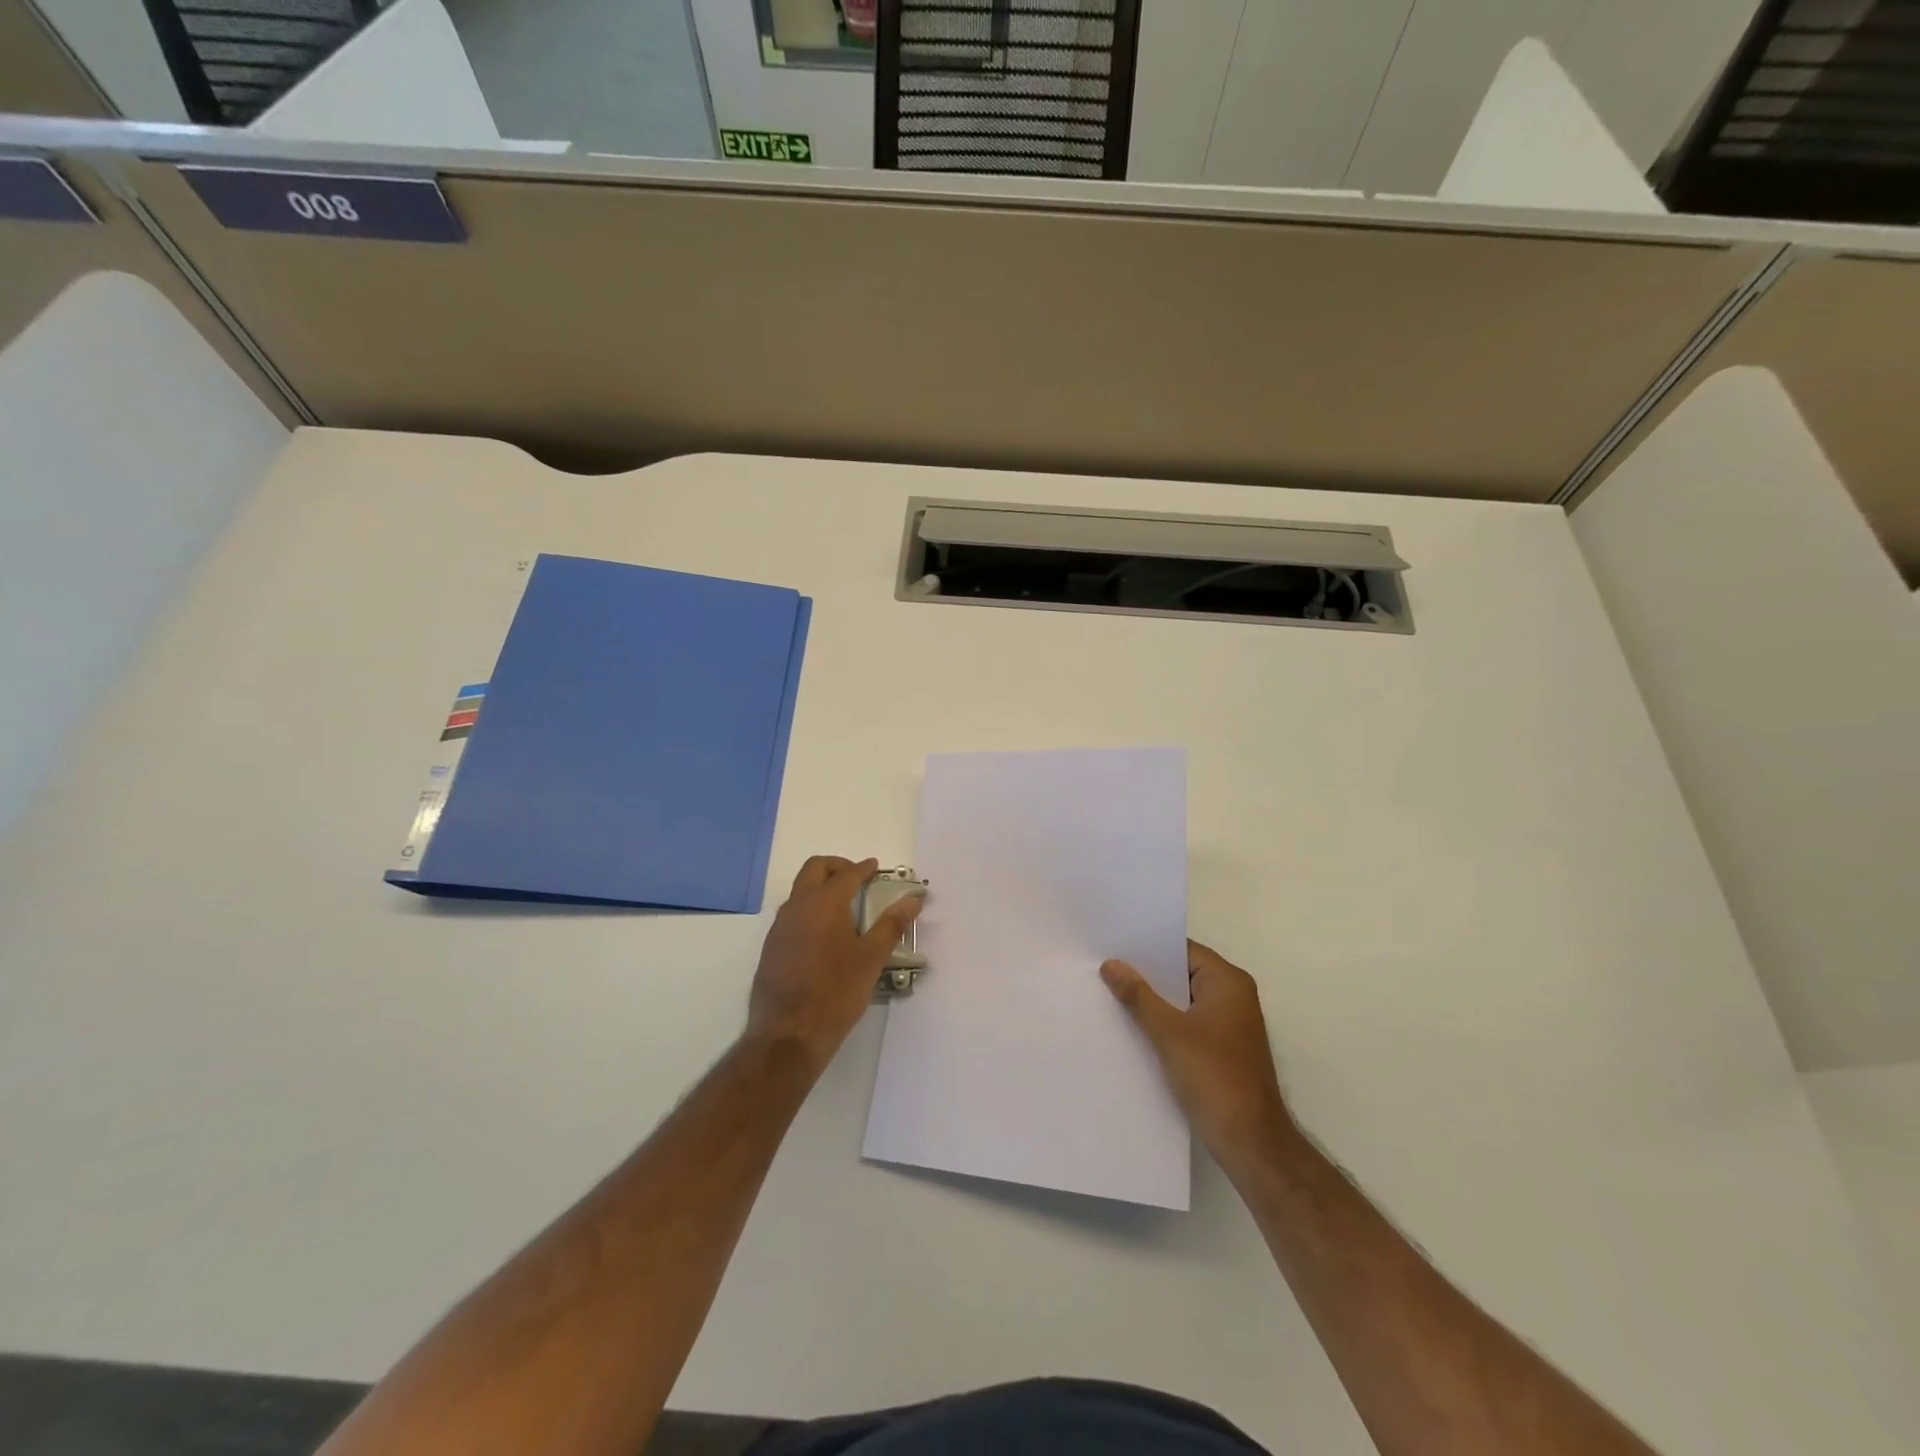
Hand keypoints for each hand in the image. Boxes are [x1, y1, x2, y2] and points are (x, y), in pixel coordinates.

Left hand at [746, 857, 922, 1069]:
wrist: (788, 1034)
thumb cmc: (836, 993)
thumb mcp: (871, 958)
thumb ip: (892, 924)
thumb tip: (913, 898)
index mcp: (824, 904)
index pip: (846, 874)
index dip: (863, 868)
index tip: (875, 868)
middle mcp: (797, 907)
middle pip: (815, 869)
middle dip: (837, 867)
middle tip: (857, 878)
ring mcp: (779, 926)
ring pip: (799, 891)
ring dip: (820, 887)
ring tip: (844, 907)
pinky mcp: (771, 947)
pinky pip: (791, 914)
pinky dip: (809, 909)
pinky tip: (824, 935)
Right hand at [1101, 941, 1294, 1173]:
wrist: (1250, 1142)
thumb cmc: (1213, 1077)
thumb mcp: (1168, 1032)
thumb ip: (1138, 996)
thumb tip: (1111, 964)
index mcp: (1228, 982)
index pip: (1183, 950)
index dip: (1149, 947)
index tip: (1113, 945)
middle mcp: (1233, 996)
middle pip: (1182, 974)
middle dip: (1147, 975)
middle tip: (1104, 968)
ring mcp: (1229, 1024)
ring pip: (1183, 1001)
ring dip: (1154, 1001)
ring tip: (1111, 994)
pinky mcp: (1222, 1049)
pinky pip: (1187, 1023)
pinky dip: (1164, 1023)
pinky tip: (1133, 1027)